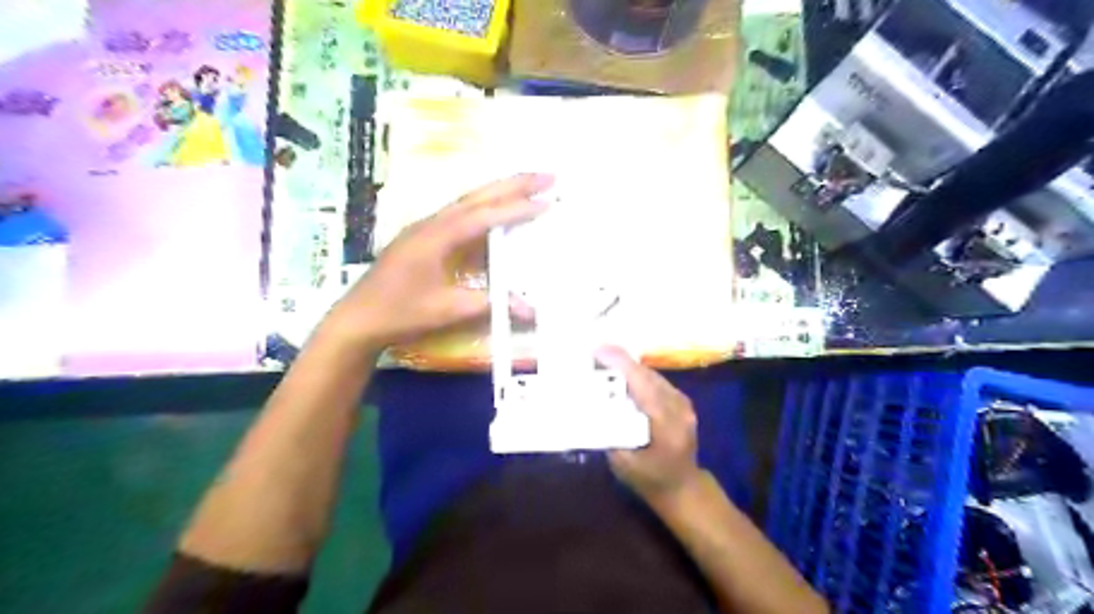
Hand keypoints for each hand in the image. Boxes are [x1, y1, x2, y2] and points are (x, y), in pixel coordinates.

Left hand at [323, 174, 551, 353]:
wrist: (358, 319)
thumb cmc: (401, 313)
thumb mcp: (447, 310)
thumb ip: (489, 303)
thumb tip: (530, 308)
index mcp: (438, 236)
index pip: (484, 216)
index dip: (517, 209)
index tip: (547, 200)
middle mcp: (433, 223)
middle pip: (478, 196)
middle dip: (514, 183)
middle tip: (548, 175)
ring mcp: (426, 228)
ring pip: (468, 200)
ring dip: (500, 190)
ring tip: (530, 184)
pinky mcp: (424, 237)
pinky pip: (460, 213)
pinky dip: (484, 206)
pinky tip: (496, 210)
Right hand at [595, 348, 703, 500]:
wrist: (683, 488)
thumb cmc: (649, 480)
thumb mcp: (622, 462)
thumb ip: (609, 432)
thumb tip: (589, 405)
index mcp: (665, 424)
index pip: (643, 384)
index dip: (621, 364)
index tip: (597, 350)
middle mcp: (678, 408)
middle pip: (647, 375)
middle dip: (620, 362)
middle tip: (593, 356)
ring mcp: (684, 403)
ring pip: (652, 375)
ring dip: (628, 367)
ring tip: (604, 363)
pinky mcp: (682, 402)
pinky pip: (657, 381)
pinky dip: (638, 376)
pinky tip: (623, 377)